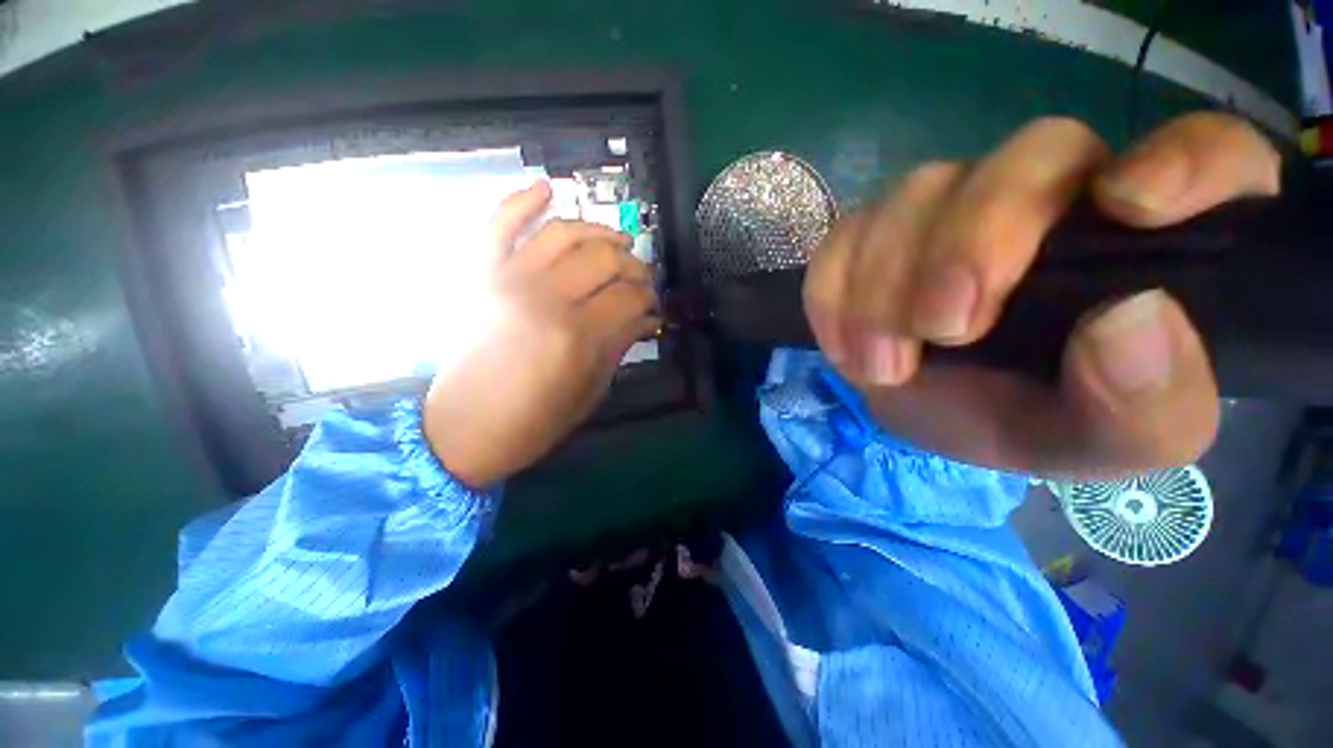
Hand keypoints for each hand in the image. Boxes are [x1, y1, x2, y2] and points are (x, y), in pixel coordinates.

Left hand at [423, 182, 658, 487]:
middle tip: (641, 278)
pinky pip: (498, 224)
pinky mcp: (481, 276)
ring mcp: (507, 279)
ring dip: (597, 230)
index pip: (629, 297)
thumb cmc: (535, 420)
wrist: (465, 430)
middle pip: (603, 258)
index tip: (654, 306)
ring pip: (563, 232)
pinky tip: (547, 188)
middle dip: (633, 264)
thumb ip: (620, 346)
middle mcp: (543, 298)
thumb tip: (647, 318)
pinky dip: (521, 200)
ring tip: (617, 239)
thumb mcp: (590, 391)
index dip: (649, 298)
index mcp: (575, 336)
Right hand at [804, 113, 1279, 477]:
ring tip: (882, 368)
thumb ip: (1145, 406)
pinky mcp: (875, 231)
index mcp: (1149, 239)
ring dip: (883, 288)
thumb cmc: (1029, 421)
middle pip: (1027, 156)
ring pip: (916, 195)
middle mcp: (1055, 195)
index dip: (1182, 158)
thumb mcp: (1100, 443)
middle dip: (970, 246)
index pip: (1208, 151)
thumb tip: (1134, 322)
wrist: (929, 416)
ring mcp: (951, 204)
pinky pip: (843, 237)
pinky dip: (833, 294)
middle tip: (941, 331)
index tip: (1129, 206)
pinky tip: (844, 347)